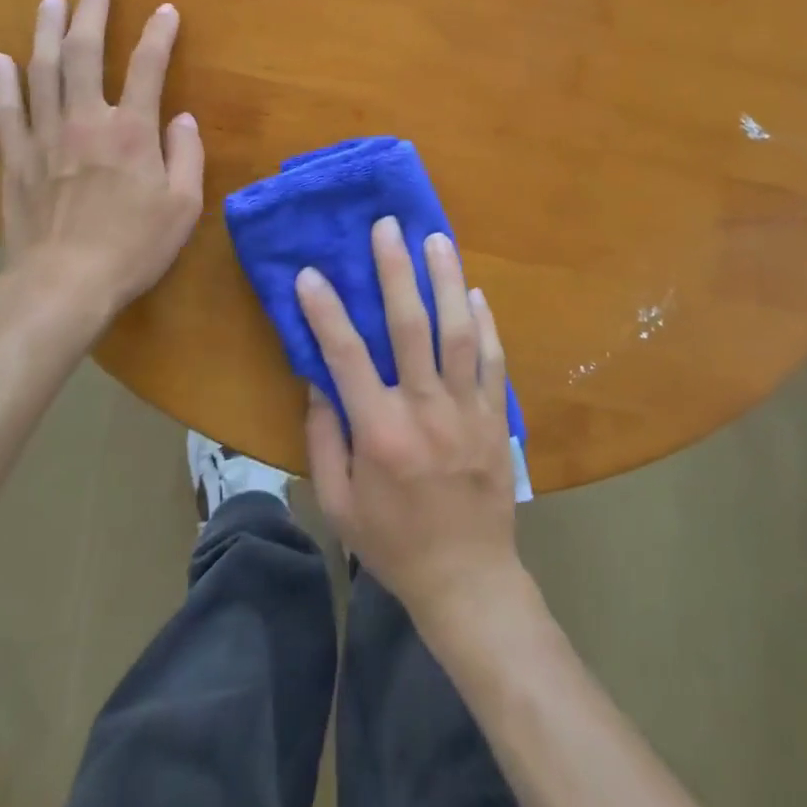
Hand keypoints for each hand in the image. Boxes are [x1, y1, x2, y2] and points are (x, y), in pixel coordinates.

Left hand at [0, 0, 203, 314]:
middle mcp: (86, 121)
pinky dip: (3, 82)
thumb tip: (183, 118)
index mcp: (132, 132)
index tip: (166, 11)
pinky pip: (5, 111)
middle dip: (91, 14)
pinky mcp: (14, 160)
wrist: (63, 285)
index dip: (159, 35)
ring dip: (46, 32)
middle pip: (85, 54)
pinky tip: (1, 59)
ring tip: (50, 1)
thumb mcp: (183, 206)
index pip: (148, 68)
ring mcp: (44, 137)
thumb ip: (187, 155)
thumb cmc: (133, 247)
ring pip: (42, 71)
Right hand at [300, 217, 520, 627]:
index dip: (325, 312)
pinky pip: (493, 359)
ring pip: (459, 331)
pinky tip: (475, 291)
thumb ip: (324, 439)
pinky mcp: (496, 416)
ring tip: (436, 238)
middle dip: (396, 271)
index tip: (310, 273)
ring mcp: (467, 409)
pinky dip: (486, 322)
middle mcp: (425, 410)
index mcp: (380, 432)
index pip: (346, 357)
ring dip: (446, 280)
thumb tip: (318, 380)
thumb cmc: (393, 543)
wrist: (468, 580)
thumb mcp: (339, 503)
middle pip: (411, 327)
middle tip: (388, 226)